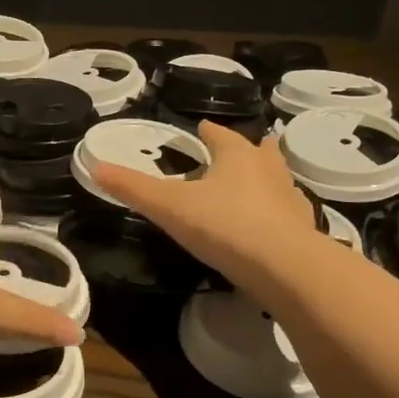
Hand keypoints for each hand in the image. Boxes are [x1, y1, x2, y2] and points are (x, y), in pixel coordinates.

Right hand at [90, 120, 326, 295]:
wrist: (285, 267)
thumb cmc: (224, 226)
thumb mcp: (169, 207)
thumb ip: (133, 188)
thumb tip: (95, 167)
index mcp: (236, 155)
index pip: (219, 134)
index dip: (207, 132)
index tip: (200, 130)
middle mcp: (267, 169)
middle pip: (258, 150)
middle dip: (245, 149)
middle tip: (233, 153)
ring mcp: (290, 198)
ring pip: (277, 178)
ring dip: (265, 178)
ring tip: (253, 184)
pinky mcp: (304, 229)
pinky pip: (288, 212)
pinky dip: (278, 212)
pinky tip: (270, 224)